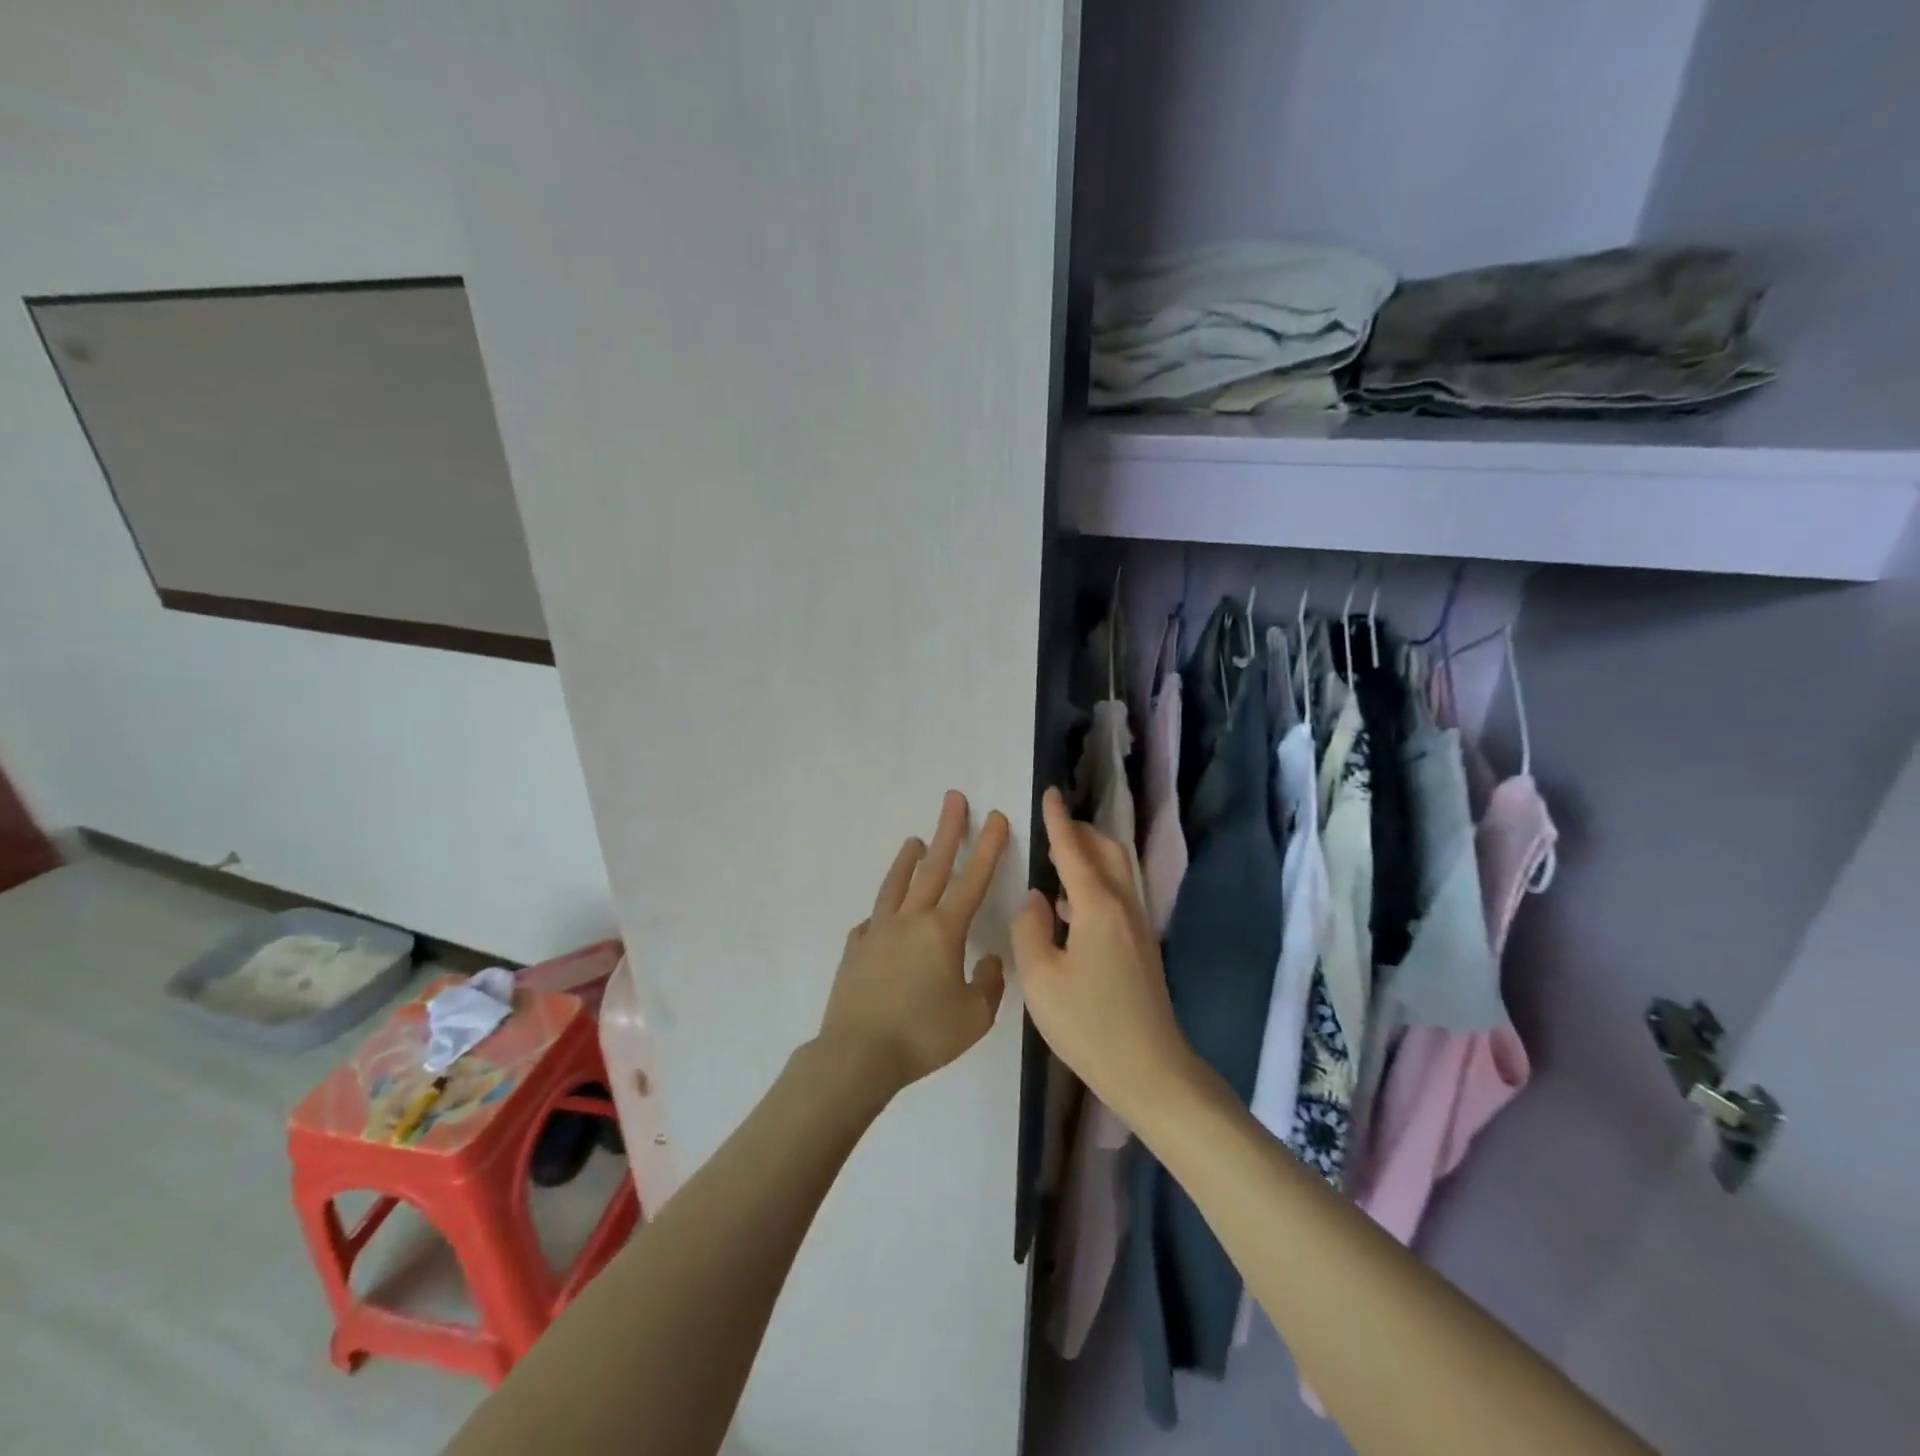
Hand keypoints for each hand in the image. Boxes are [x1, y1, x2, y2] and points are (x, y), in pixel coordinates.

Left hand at [818, 791, 1010, 1096]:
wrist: (858, 1054)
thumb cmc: (923, 1035)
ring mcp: (878, 931)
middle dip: (948, 831)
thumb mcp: (974, 1017)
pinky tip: (884, 916)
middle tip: (954, 799)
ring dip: (908, 859)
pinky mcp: (856, 949)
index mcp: (943, 931)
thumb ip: (989, 984)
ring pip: (897, 885)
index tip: (996, 817)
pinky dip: (884, 912)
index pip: (973, 880)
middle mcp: (911, 920)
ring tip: (915, 840)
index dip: (988, 847)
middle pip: (933, 866)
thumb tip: (988, 961)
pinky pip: (873, 921)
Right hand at [1011, 787, 1196, 1122]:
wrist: (1150, 1069)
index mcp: (1097, 907)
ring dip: (1090, 855)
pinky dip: (1095, 882)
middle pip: (1107, 851)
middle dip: (1081, 831)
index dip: (1058, 820)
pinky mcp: (1141, 946)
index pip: (1074, 850)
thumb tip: (1036, 898)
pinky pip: (1118, 895)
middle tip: (1053, 825)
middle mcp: (1123, 906)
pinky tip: (1070, 907)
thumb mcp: (1040, 978)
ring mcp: (1137, 926)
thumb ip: (1030, 929)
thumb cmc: (1088, 1024)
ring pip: (1116, 872)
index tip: (1049, 793)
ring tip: (1058, 858)